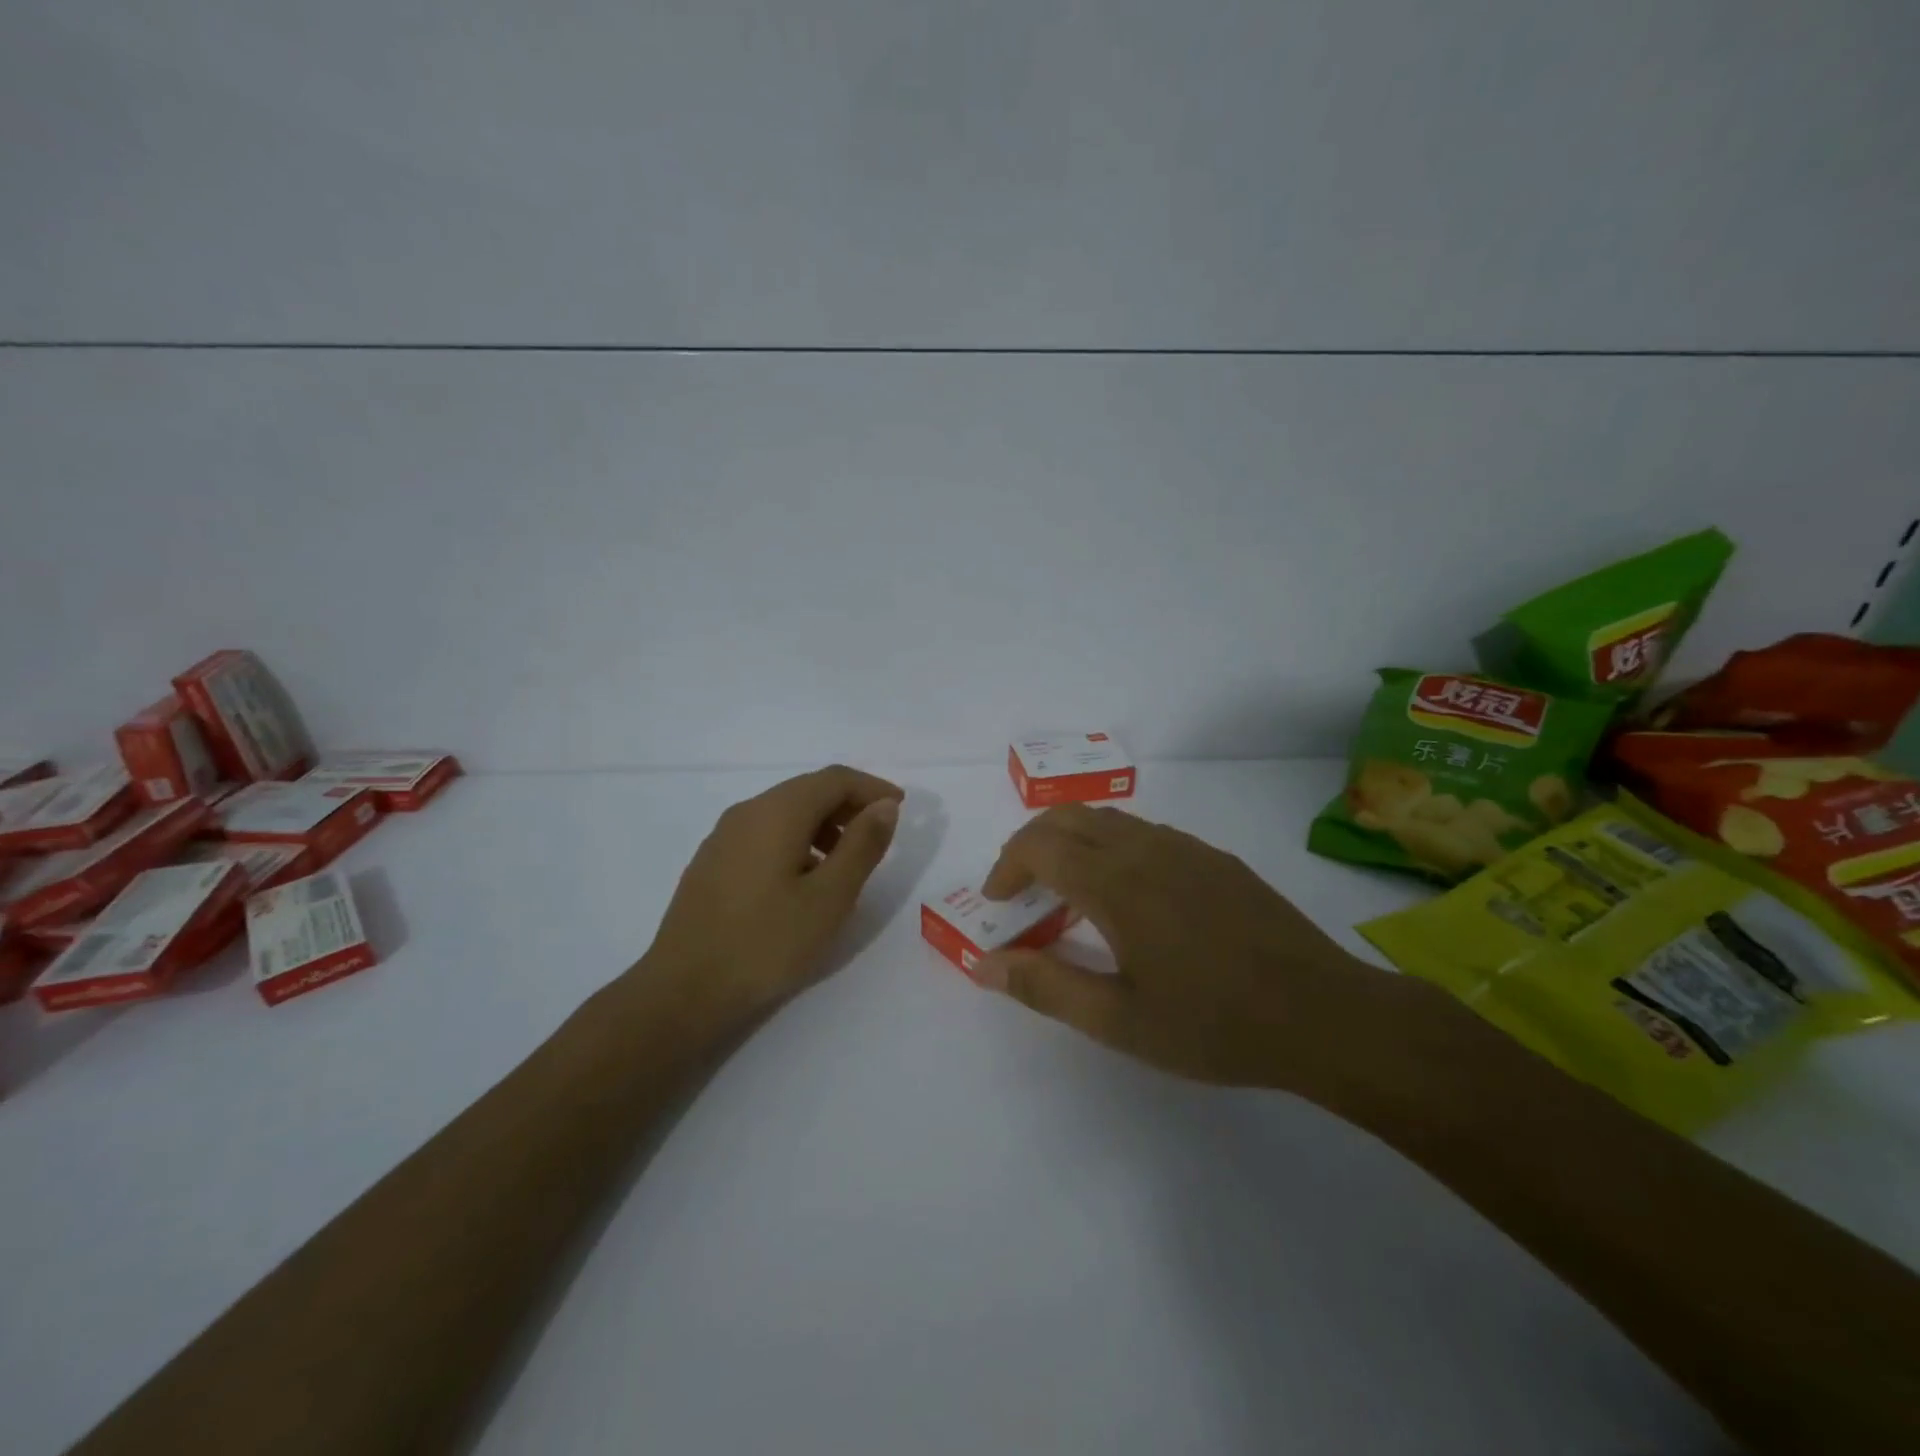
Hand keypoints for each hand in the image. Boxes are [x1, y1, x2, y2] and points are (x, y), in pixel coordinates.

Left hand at [642, 765, 903, 1014]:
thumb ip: (862, 845)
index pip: (834, 779)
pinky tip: (804, 881)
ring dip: (823, 825)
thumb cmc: (766, 943)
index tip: (901, 808)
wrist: (683, 991)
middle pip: (808, 791)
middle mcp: (747, 812)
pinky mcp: (712, 863)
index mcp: (777, 812)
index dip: (872, 788)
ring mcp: (723, 837)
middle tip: (879, 836)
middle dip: (849, 806)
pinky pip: (764, 835)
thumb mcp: (830, 897)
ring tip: (847, 864)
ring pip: (785, 813)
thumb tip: (884, 806)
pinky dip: (797, 841)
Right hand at [974, 805, 1410, 1095]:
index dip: (1006, 867)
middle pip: (1068, 817)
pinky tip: (1130, 900)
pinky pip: (1146, 834)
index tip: (998, 904)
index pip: (1038, 845)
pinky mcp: (1216, 859)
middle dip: (1031, 845)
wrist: (1324, 1014)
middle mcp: (1146, 848)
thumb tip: (983, 964)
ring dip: (1072, 844)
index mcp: (1115, 882)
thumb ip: (1044, 986)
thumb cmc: (1213, 1023)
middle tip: (1022, 893)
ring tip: (1069, 897)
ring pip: (1108, 821)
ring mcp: (1186, 848)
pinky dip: (1112, 849)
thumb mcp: (1118, 1021)